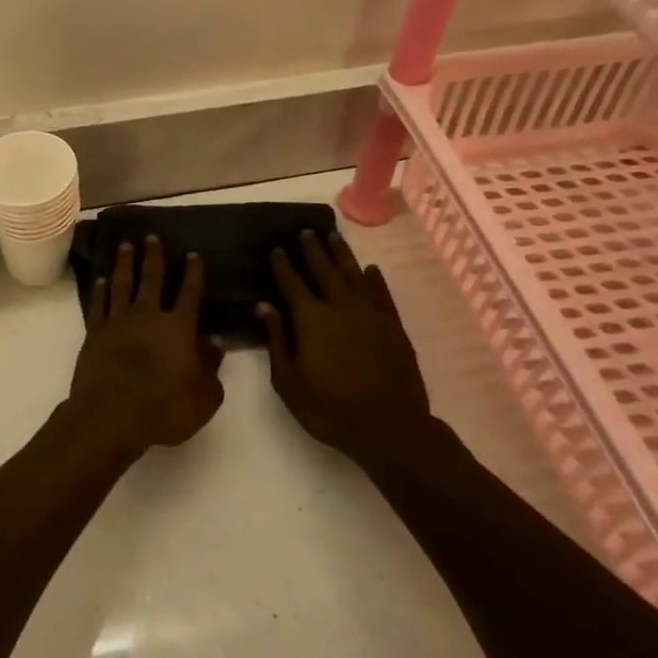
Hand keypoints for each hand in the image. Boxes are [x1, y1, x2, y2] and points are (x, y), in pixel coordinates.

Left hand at [68, 236, 224, 456]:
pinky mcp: (94, 334)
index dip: (193, 272)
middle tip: (152, 236)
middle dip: (153, 256)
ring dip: (124, 263)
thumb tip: (217, 342)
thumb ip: (212, 366)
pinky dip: (99, 290)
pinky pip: (98, 305)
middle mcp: (148, 316)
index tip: (193, 254)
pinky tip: (100, 280)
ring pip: (121, 284)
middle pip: (152, 278)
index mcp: (179, 327)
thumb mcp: (204, 395)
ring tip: (125, 246)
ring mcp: (118, 322)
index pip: (190, 292)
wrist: (111, 415)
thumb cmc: (165, 408)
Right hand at [258, 231, 437, 465]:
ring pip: (354, 274)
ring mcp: (370, 313)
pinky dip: (374, 279)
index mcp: (311, 318)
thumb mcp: (289, 382)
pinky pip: (381, 293)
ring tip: (333, 236)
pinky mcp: (393, 324)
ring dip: (342, 254)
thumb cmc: (330, 408)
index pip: (292, 282)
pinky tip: (370, 269)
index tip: (276, 247)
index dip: (283, 264)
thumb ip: (277, 340)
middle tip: (305, 231)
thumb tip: (264, 305)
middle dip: (312, 249)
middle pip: (324, 270)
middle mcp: (340, 306)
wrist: (390, 426)